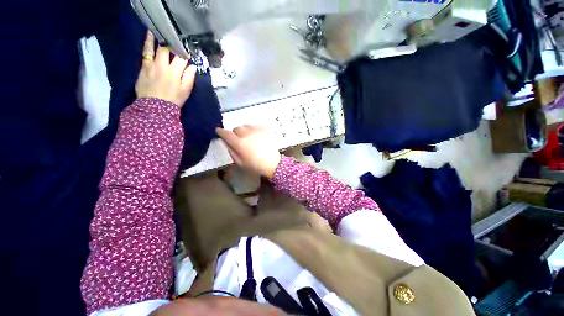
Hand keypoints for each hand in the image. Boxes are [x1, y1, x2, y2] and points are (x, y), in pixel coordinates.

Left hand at [135, 31, 196, 106]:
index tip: (188, 48)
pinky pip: (145, 52)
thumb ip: (189, 77)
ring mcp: (152, 65)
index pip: (182, 58)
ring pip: (155, 48)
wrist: (154, 107)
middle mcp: (163, 65)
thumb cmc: (173, 99)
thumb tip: (193, 66)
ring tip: (159, 29)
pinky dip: (147, 44)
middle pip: (169, 50)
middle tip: (175, 36)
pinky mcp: (144, 67)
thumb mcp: (185, 91)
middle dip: (173, 43)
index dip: (186, 52)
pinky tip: (149, 37)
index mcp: (175, 72)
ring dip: (157, 38)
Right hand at [216, 126, 281, 178]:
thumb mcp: (239, 162)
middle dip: (235, 133)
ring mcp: (257, 130)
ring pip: (246, 126)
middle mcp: (247, 134)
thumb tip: (227, 142)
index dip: (221, 132)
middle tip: (239, 140)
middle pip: (236, 128)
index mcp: (239, 143)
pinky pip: (255, 126)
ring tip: (249, 139)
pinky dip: (253, 130)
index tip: (219, 131)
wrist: (273, 163)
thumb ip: (231, 151)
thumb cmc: (255, 166)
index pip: (226, 134)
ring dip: (245, 131)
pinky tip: (256, 137)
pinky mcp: (264, 129)